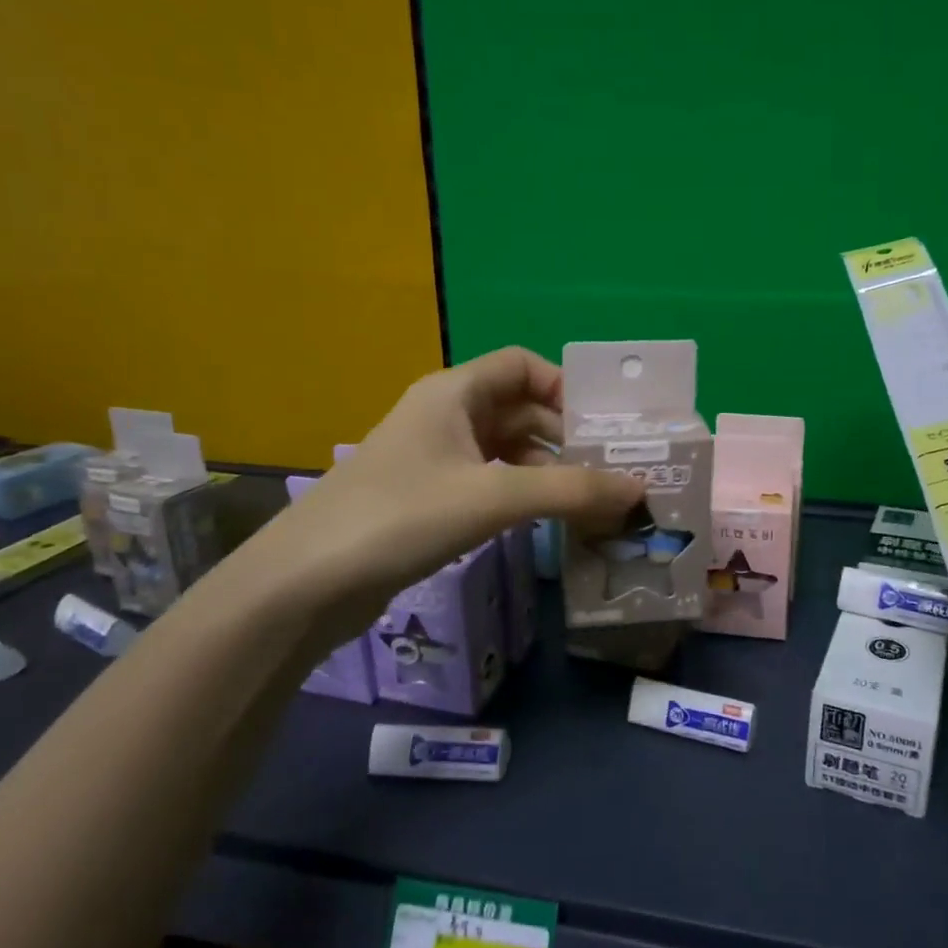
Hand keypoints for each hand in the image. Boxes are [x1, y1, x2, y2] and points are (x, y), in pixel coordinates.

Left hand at [238, 347, 643, 626]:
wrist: (308, 581)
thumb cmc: (402, 516)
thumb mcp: (493, 497)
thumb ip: (570, 491)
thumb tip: (640, 488)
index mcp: (454, 392)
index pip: (523, 366)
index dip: (565, 387)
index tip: (604, 426)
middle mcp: (445, 415)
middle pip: (519, 408)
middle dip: (565, 435)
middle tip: (613, 469)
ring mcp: (434, 458)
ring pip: (505, 449)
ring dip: (547, 468)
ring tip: (592, 499)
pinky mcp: (428, 497)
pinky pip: (489, 481)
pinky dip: (522, 493)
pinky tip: (548, 519)